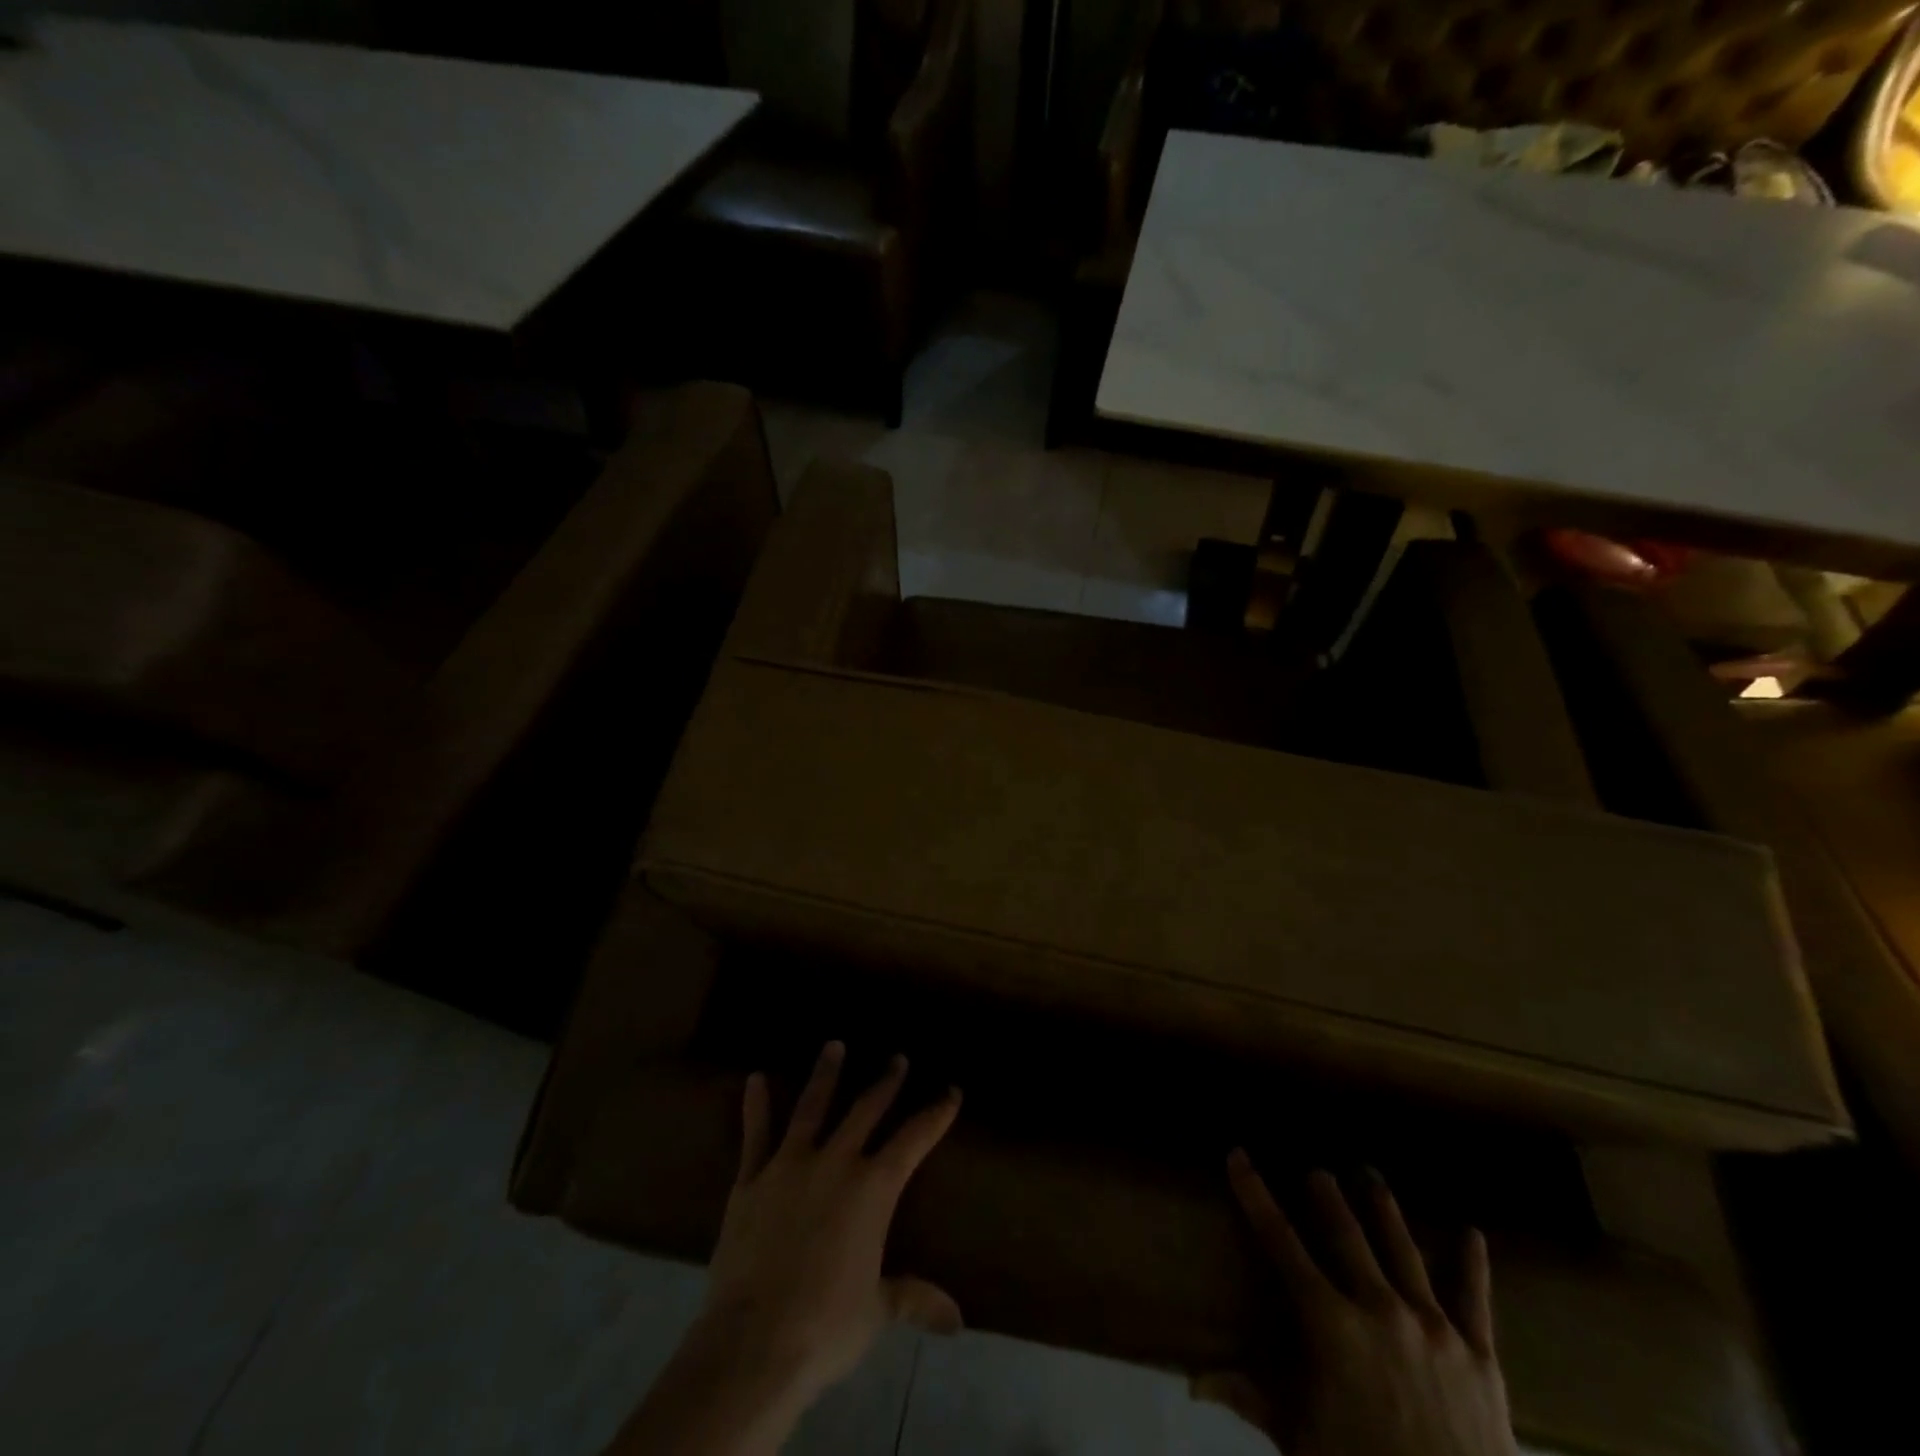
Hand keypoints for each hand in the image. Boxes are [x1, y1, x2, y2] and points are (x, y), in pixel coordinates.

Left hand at [699, 1041, 963, 1405]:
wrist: (753, 1342)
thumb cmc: (825, 1326)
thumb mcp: (877, 1311)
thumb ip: (914, 1299)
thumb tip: (957, 1320)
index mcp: (873, 1189)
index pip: (914, 1139)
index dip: (936, 1114)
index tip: (951, 1091)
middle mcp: (836, 1162)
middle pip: (866, 1109)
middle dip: (886, 1082)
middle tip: (898, 1058)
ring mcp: (790, 1165)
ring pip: (812, 1107)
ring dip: (826, 1074)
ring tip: (835, 1045)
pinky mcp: (752, 1179)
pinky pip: (756, 1134)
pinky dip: (756, 1106)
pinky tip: (755, 1078)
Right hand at [1201, 1151, 1516, 1455]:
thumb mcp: (1299, 1441)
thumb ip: (1250, 1399)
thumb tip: (1193, 1382)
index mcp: (1331, 1324)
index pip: (1281, 1242)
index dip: (1256, 1195)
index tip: (1238, 1156)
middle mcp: (1380, 1309)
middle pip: (1347, 1234)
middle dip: (1328, 1196)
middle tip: (1317, 1170)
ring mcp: (1433, 1327)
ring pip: (1403, 1250)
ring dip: (1384, 1209)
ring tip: (1371, 1175)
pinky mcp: (1479, 1355)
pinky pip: (1474, 1298)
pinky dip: (1472, 1262)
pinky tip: (1471, 1232)